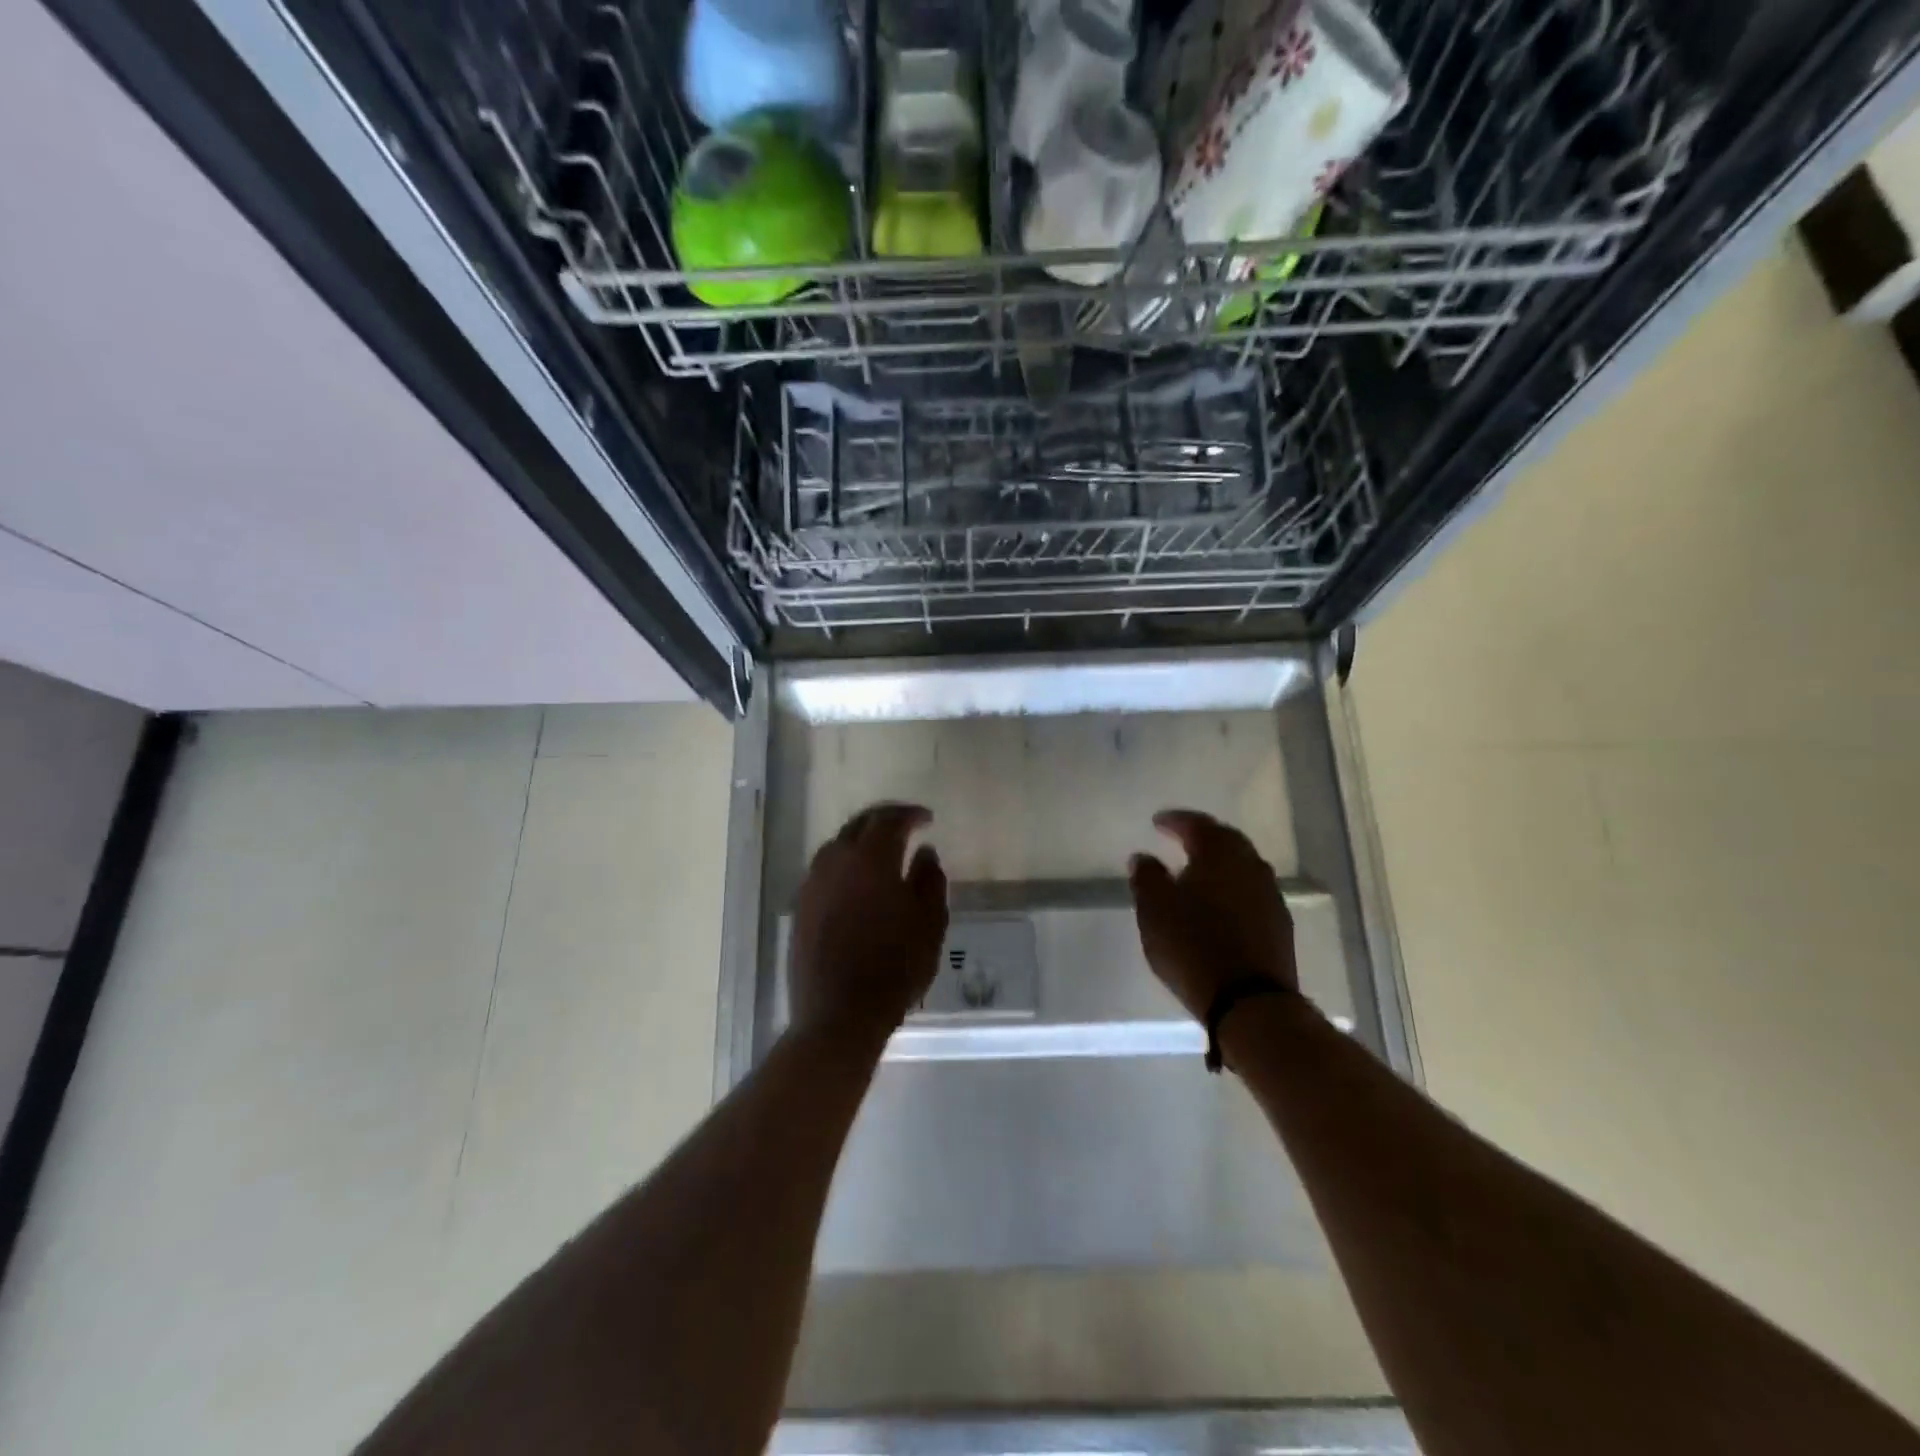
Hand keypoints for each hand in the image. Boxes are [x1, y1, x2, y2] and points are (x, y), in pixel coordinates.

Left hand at [789, 803, 948, 1044]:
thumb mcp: (929, 923)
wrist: (838, 1015)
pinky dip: (845, 863)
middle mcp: (836, 861)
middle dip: (884, 819)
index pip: (889, 819)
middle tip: (905, 825)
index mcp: (871, 859)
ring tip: (882, 851)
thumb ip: (930, 880)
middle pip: (859, 825)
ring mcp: (813, 883)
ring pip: (838, 845)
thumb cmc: (894, 968)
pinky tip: (857, 881)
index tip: (927, 819)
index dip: (910, 814)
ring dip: (861, 840)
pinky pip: (825, 870)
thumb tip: (925, 852)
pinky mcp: (801, 906)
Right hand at [1128, 809, 1297, 1021]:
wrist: (1251, 1002)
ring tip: (1197, 871)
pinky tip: (1218, 903)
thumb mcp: (1155, 910)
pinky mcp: (1279, 925)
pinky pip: (1250, 892)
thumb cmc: (1193, 946)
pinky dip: (1231, 889)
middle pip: (1226, 841)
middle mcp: (1251, 866)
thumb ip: (1147, 878)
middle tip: (1181, 838)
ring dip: (1219, 864)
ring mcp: (1270, 895)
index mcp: (1221, 853)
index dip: (1175, 820)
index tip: (1157, 821)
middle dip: (1202, 837)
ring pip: (1241, 867)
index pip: (1197, 824)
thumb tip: (1144, 857)